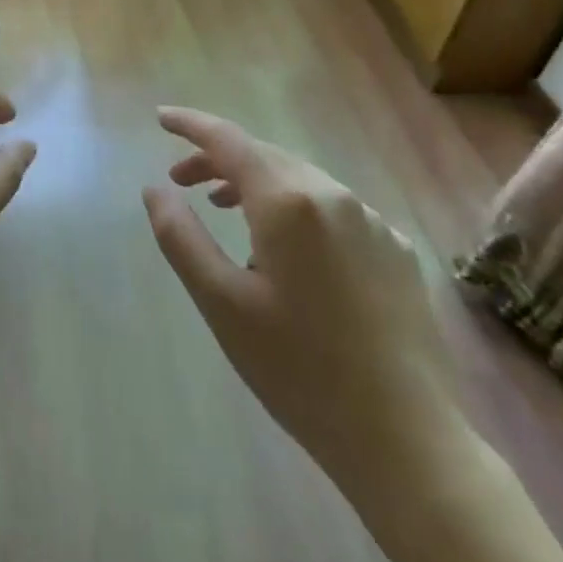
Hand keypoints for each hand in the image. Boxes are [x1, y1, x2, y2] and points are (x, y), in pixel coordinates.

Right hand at [142, 107, 458, 479]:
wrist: (407, 443)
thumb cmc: (300, 371)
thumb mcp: (221, 303)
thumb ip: (181, 237)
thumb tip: (154, 189)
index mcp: (288, 201)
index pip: (228, 140)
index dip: (191, 125)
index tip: (161, 118)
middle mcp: (333, 195)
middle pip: (264, 156)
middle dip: (218, 160)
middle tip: (181, 182)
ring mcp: (372, 220)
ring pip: (300, 180)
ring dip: (255, 184)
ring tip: (225, 209)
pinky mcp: (396, 249)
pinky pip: (334, 210)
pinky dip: (297, 210)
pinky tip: (288, 252)